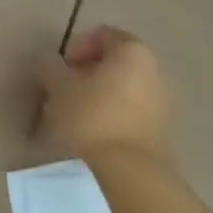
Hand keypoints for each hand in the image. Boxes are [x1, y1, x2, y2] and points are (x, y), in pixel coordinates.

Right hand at [36, 25, 173, 165]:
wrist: (130, 176)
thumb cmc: (91, 117)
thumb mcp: (57, 86)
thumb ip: (50, 66)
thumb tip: (49, 62)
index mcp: (132, 51)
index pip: (101, 35)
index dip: (76, 48)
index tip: (61, 70)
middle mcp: (155, 72)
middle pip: (115, 63)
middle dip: (88, 74)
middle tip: (65, 91)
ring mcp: (163, 105)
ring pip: (123, 90)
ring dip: (100, 97)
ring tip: (76, 117)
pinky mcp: (163, 136)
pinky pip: (132, 115)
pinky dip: (113, 117)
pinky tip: (94, 136)